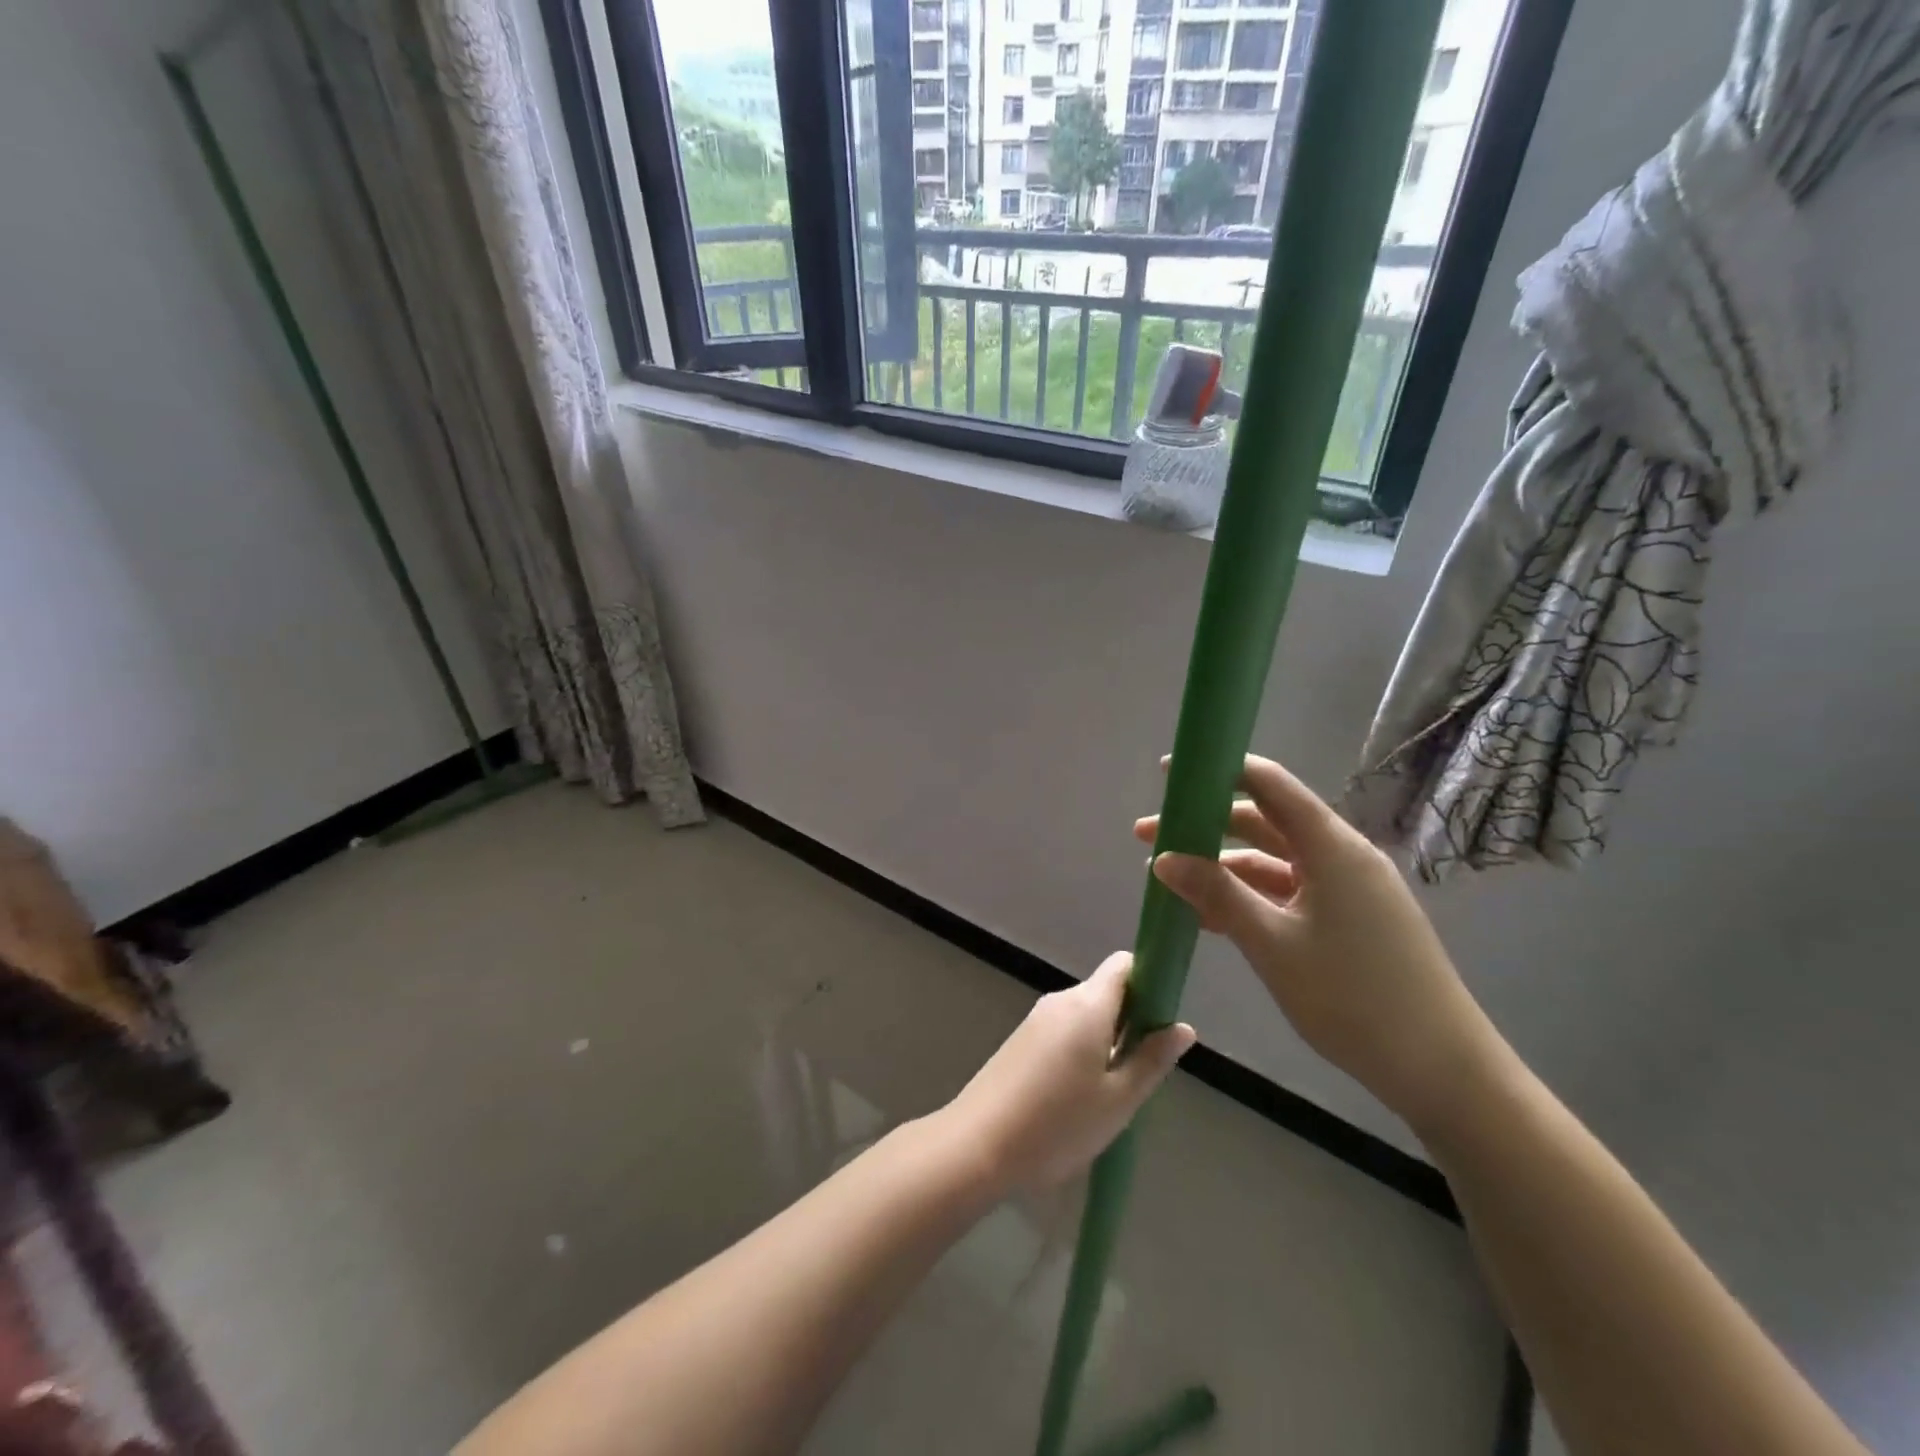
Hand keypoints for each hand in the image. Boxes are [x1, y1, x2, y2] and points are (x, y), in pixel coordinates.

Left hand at [943, 953, 1194, 1191]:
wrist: (977, 1144)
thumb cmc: (1057, 1124)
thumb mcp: (1118, 1100)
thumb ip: (1151, 1060)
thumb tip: (1182, 1027)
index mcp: (1087, 1004)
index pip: (1124, 965)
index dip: (1150, 981)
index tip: (1163, 1020)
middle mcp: (1060, 1000)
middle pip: (1106, 991)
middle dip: (1131, 1021)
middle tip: (1142, 1072)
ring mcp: (1036, 1019)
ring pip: (1085, 1015)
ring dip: (1106, 1041)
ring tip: (1111, 1094)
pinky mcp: (1020, 1040)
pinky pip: (1063, 1031)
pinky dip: (1081, 1050)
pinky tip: (1078, 1097)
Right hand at [1135, 755, 1503, 1137]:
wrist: (1442, 1070)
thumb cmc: (1354, 999)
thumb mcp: (1273, 945)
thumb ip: (1217, 894)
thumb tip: (1163, 858)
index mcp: (1331, 847)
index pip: (1268, 783)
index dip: (1217, 771)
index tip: (1169, 774)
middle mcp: (1341, 855)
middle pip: (1264, 821)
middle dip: (1204, 826)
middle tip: (1147, 837)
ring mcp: (1348, 888)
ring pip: (1273, 860)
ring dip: (1223, 867)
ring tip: (1171, 884)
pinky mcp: (1350, 917)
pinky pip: (1289, 891)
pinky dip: (1249, 896)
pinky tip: (1212, 917)